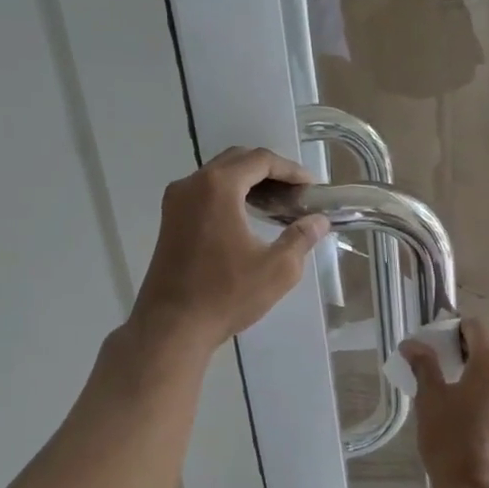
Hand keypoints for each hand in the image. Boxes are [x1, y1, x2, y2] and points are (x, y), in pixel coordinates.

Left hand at [128, 147, 329, 359]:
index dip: (290, 169)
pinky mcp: (169, 221)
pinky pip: (204, 193)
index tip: (312, 187)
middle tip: (296, 193)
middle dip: (270, 172)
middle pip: (237, 160)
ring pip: (218, 175)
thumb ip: (301, 238)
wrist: (171, 327)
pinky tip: (248, 218)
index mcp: (218, 187)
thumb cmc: (226, 294)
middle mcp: (192, 184)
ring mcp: (176, 202)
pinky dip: (230, 195)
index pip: (260, 160)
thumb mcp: (277, 269)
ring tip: (277, 205)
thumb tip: (319, 221)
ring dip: (249, 182)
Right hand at [400, 317, 488, 487]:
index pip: (474, 327)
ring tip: (455, 396)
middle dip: (464, 353)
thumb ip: (424, 365)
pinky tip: (473, 413)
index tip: (432, 349)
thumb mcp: (430, 400)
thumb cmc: (453, 442)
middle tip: (438, 372)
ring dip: (479, 373)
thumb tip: (412, 344)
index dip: (451, 331)